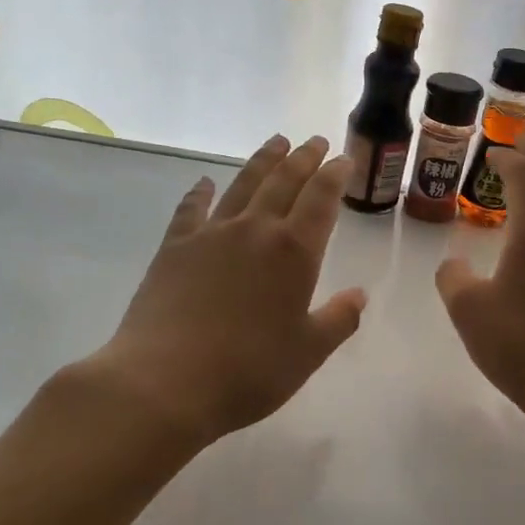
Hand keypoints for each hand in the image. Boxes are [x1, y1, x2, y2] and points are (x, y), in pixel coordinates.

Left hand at [75, 135, 366, 456]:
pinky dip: (200, 192)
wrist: (165, 383)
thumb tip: (359, 295)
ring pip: (243, 185)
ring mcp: (210, 235)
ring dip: (262, 161)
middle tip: (315, 141)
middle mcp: (255, 231)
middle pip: (284, 181)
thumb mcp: (308, 352)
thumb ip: (338, 319)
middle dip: (303, 158)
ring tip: (276, 142)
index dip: (335, 176)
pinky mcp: (173, 248)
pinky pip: (191, 209)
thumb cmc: (249, 371)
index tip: (343, 159)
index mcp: (294, 252)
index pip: (321, 199)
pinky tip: (204, 182)